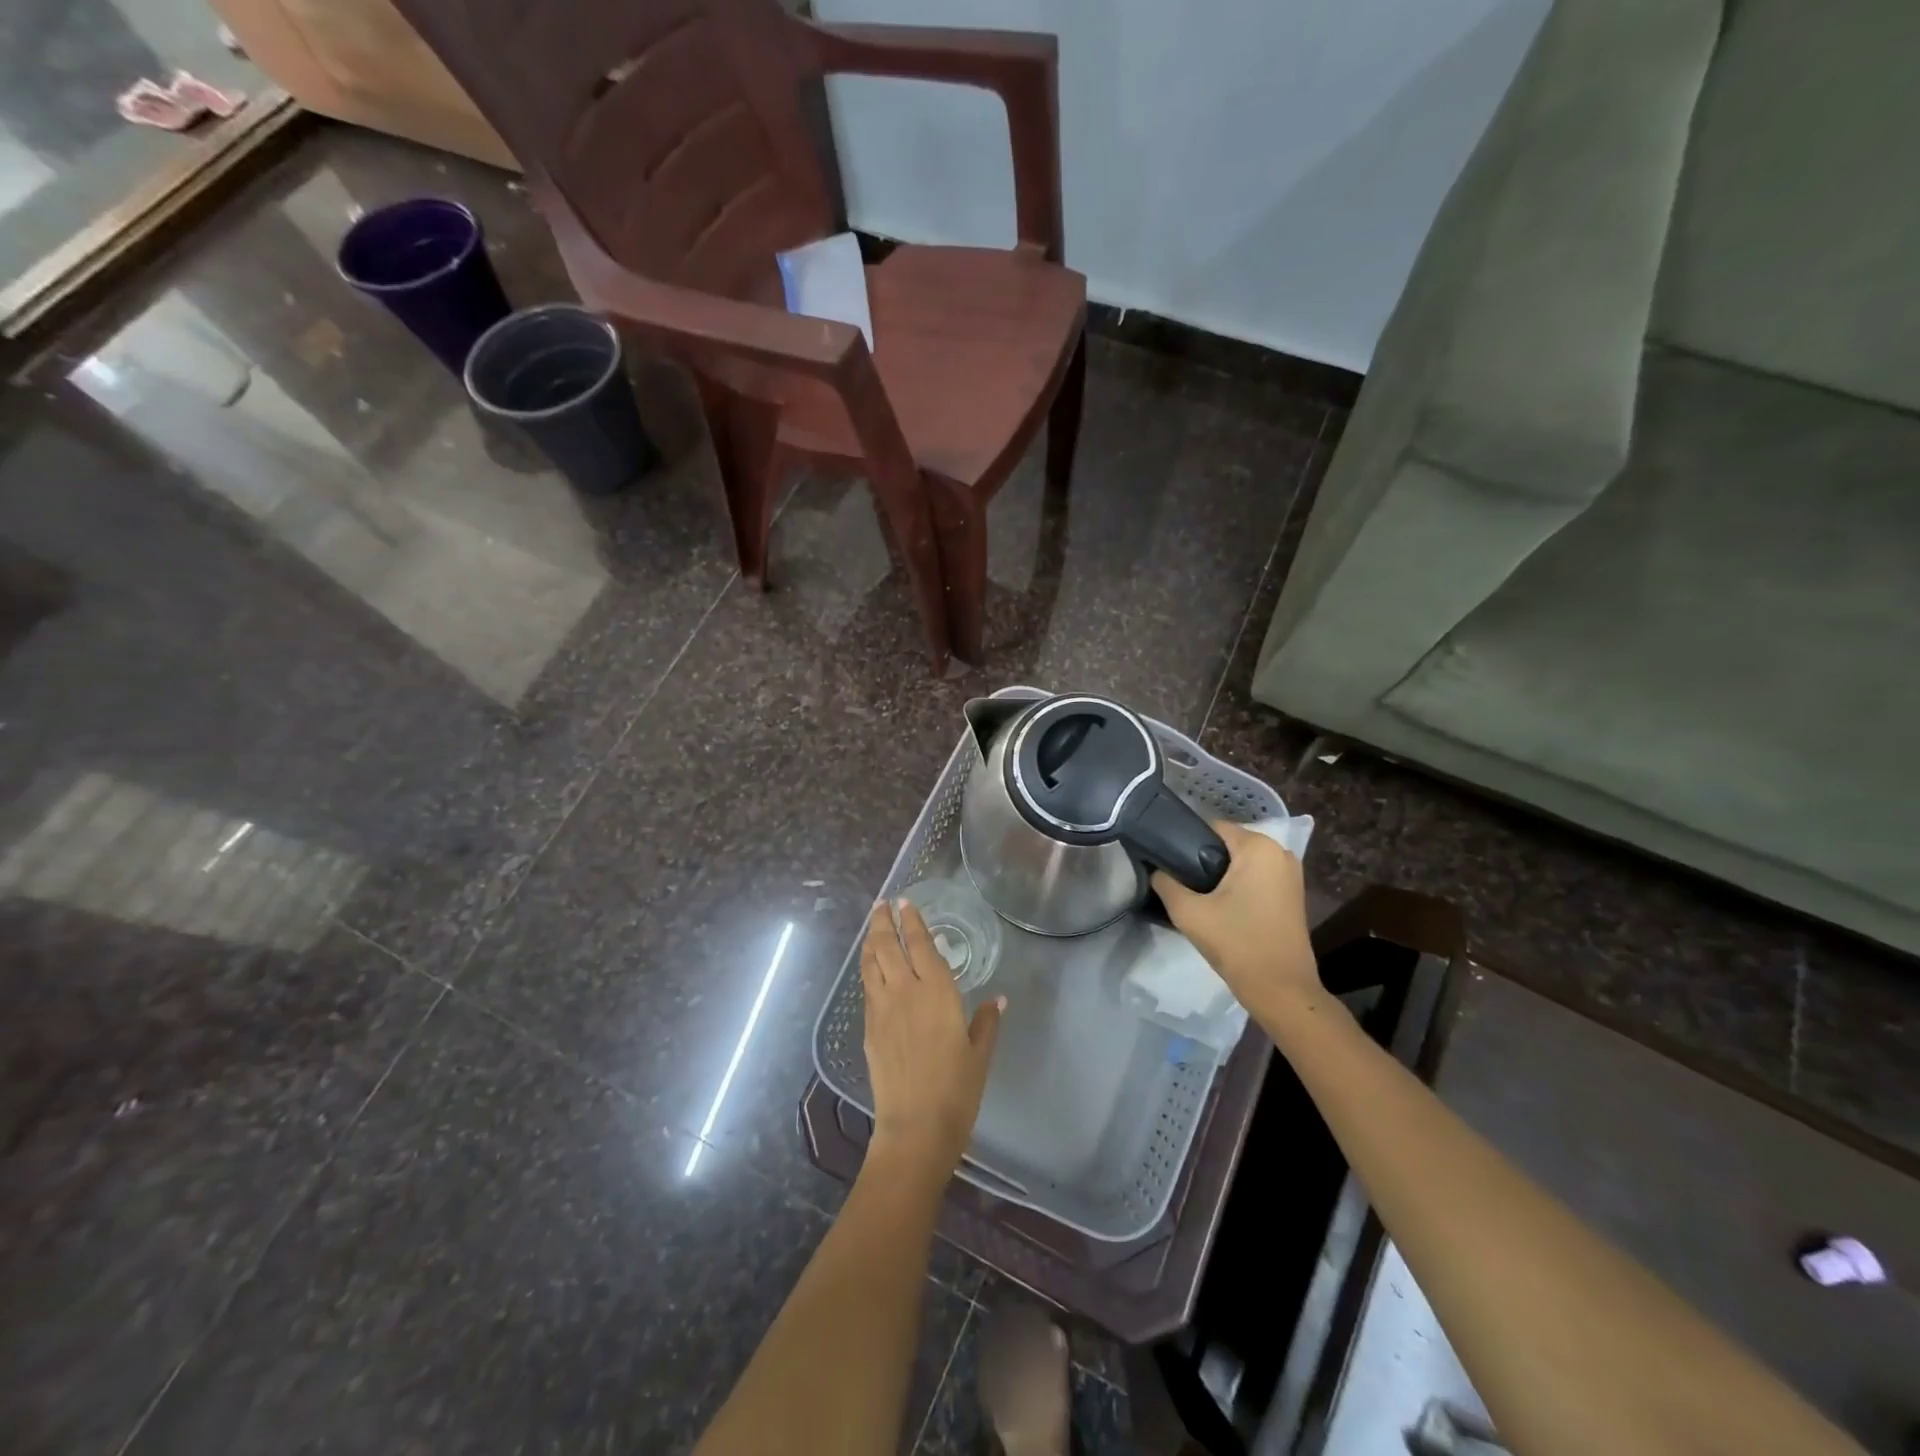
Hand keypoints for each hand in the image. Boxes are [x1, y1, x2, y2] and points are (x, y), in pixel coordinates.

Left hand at [860, 900, 1003, 1178]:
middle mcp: (905, 992)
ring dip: (871, 941)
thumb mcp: (979, 1055)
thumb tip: (998, 999)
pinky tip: (872, 969)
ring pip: (871, 964)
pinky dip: (868, 969)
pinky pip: (867, 988)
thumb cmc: (956, 1091)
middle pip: (888, 946)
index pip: (921, 945)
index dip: (913, 921)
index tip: (905, 902)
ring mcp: (882, 1010)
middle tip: (882, 904)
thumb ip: (986, 1022)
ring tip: (873, 926)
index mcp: (937, 993)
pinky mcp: (868, 1029)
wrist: (915, 1128)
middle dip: (884, 922)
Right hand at [1152, 821, 1317, 1015]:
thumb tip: (1156, 870)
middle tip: (1179, 883)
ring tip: (1197, 896)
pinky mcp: (1292, 894)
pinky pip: (1256, 877)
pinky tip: (1221, 907)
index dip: (1186, 842)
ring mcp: (1290, 874)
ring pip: (1242, 862)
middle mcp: (1280, 852)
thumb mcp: (1189, 912)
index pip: (1211, 828)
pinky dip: (1238, 886)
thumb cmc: (1236, 943)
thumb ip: (1165, 883)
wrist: (1281, 990)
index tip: (1168, 863)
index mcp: (1258, 847)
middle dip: (1203, 860)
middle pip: (1228, 844)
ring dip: (1220, 875)